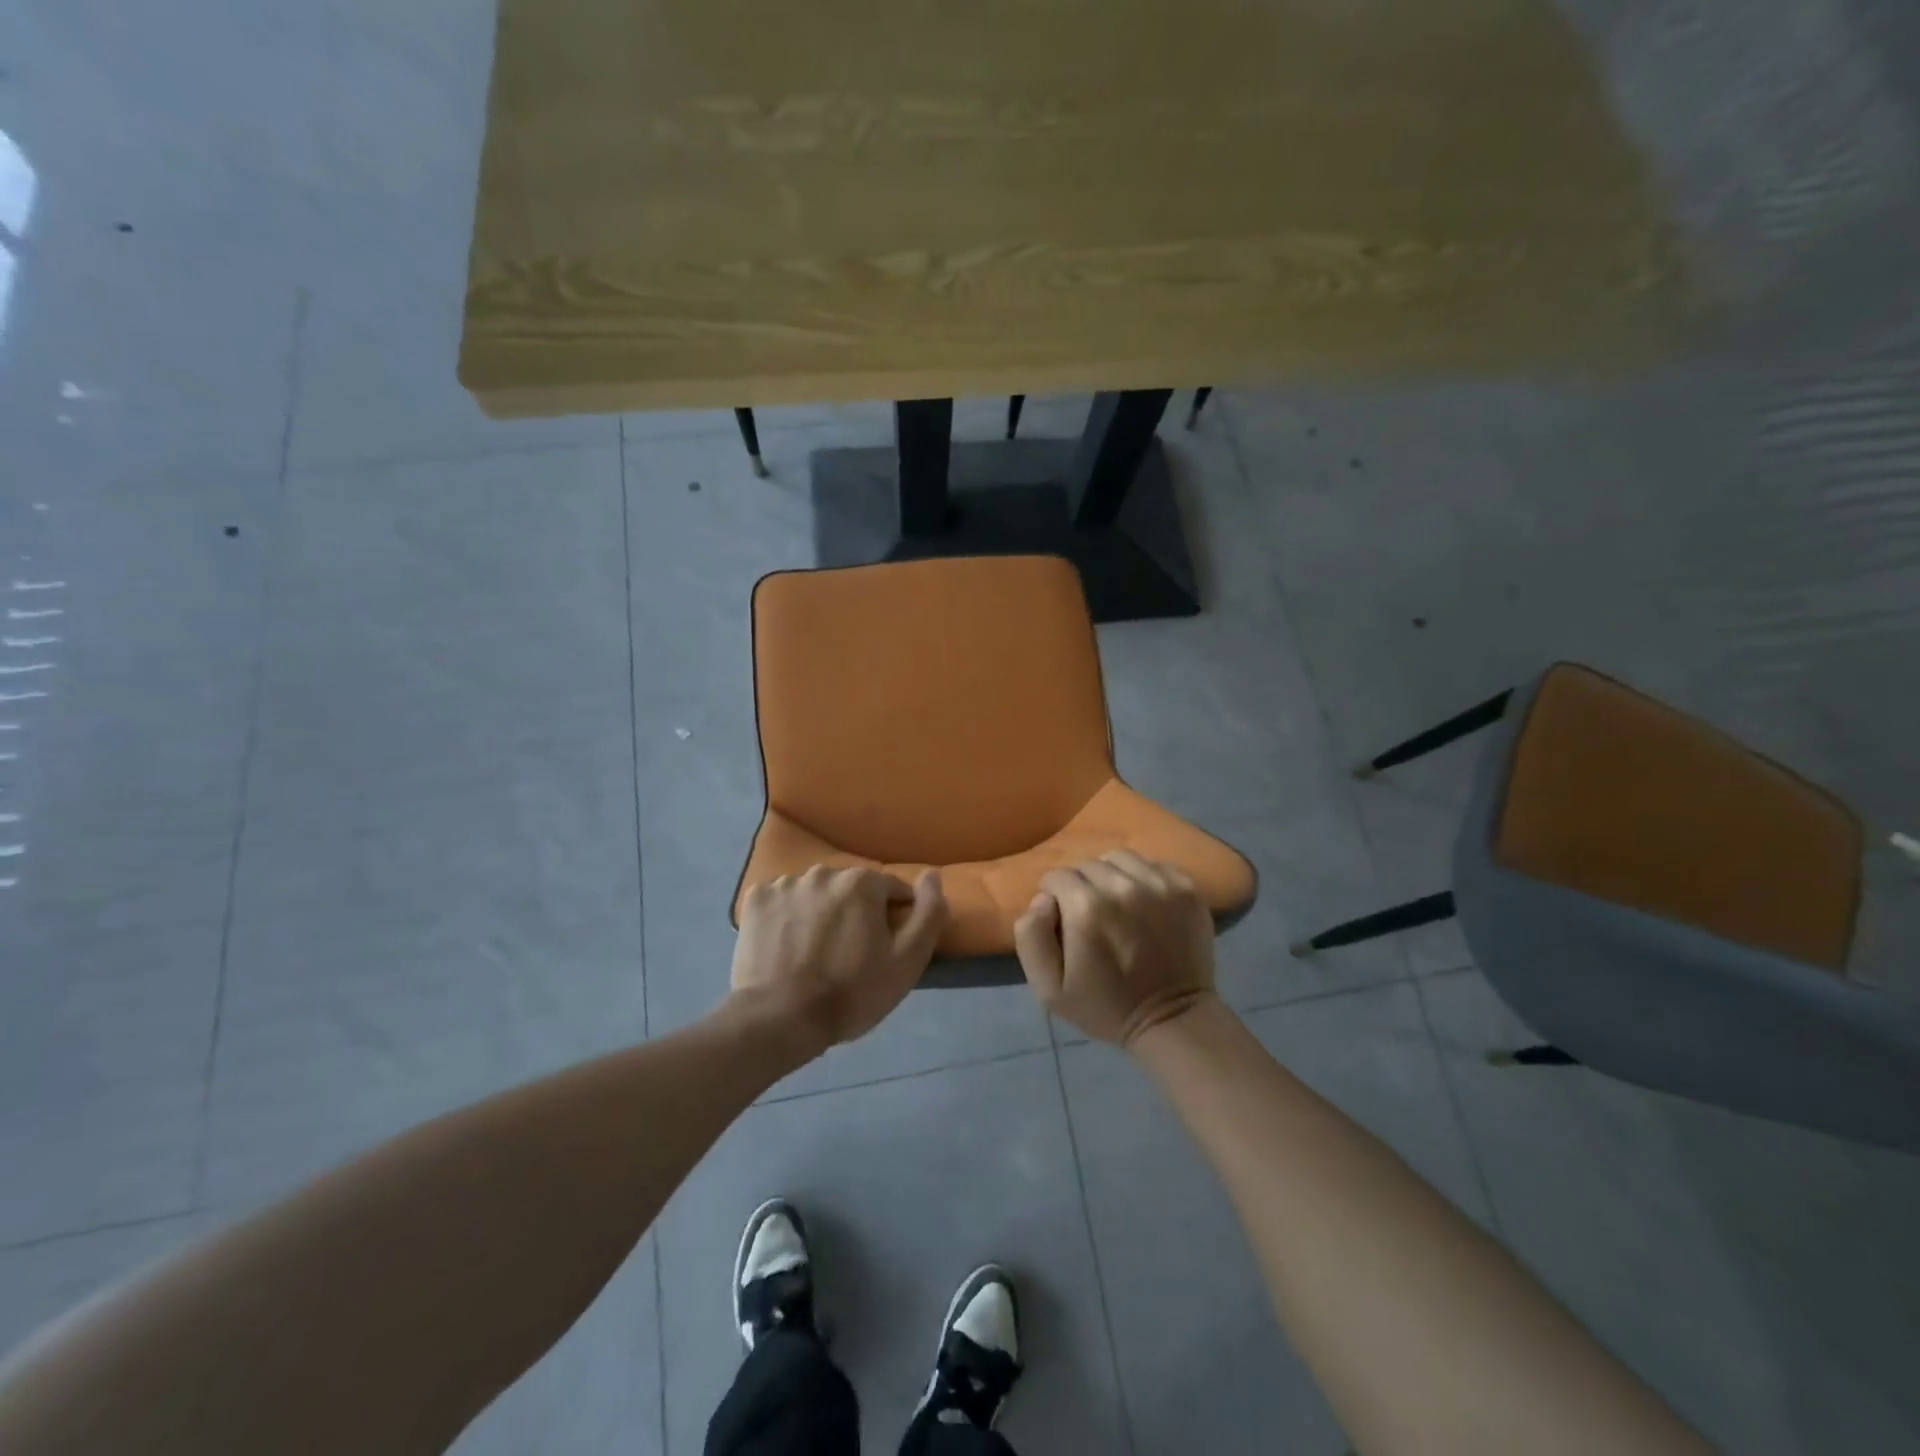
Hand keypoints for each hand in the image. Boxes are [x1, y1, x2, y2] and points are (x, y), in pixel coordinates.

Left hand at [731, 866, 947, 1052]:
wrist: (779, 1019)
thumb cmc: (851, 992)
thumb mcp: (907, 961)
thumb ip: (928, 913)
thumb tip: (932, 876)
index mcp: (862, 882)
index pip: (892, 891)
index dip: (893, 920)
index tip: (884, 951)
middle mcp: (824, 872)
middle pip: (851, 890)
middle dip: (855, 914)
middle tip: (848, 956)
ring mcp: (785, 883)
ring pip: (815, 894)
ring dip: (820, 913)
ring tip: (814, 953)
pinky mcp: (756, 900)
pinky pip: (782, 901)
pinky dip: (787, 917)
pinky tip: (786, 946)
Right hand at [1013, 850, 1216, 1046]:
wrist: (1173, 1020)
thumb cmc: (1105, 1007)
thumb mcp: (1048, 988)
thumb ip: (1031, 935)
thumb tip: (1042, 898)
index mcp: (1086, 906)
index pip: (1056, 877)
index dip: (1054, 897)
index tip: (1064, 921)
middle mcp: (1123, 886)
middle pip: (1088, 865)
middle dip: (1082, 886)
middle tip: (1090, 916)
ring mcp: (1160, 884)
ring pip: (1120, 859)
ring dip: (1112, 876)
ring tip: (1117, 904)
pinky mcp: (1186, 888)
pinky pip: (1153, 865)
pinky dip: (1144, 878)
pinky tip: (1146, 904)